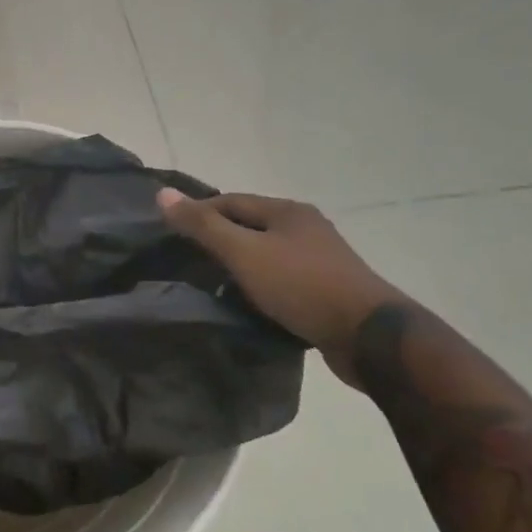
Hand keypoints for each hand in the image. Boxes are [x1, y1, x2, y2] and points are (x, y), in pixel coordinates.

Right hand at [157, 190, 402, 383]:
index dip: (199, 213)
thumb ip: (203, 225)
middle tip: (189, 261)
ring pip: (267, 255)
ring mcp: (321, 259)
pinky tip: (249, 305)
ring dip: (241, 267)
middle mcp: (305, 227)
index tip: (172, 234)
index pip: (231, 201)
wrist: (369, 337)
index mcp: (287, 211)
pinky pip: (283, 280)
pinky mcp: (328, 290)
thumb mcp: (244, 252)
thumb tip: (163, 193)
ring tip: (213, 287)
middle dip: (220, 240)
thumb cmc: (301, 285)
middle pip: (250, 226)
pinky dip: (262, 287)